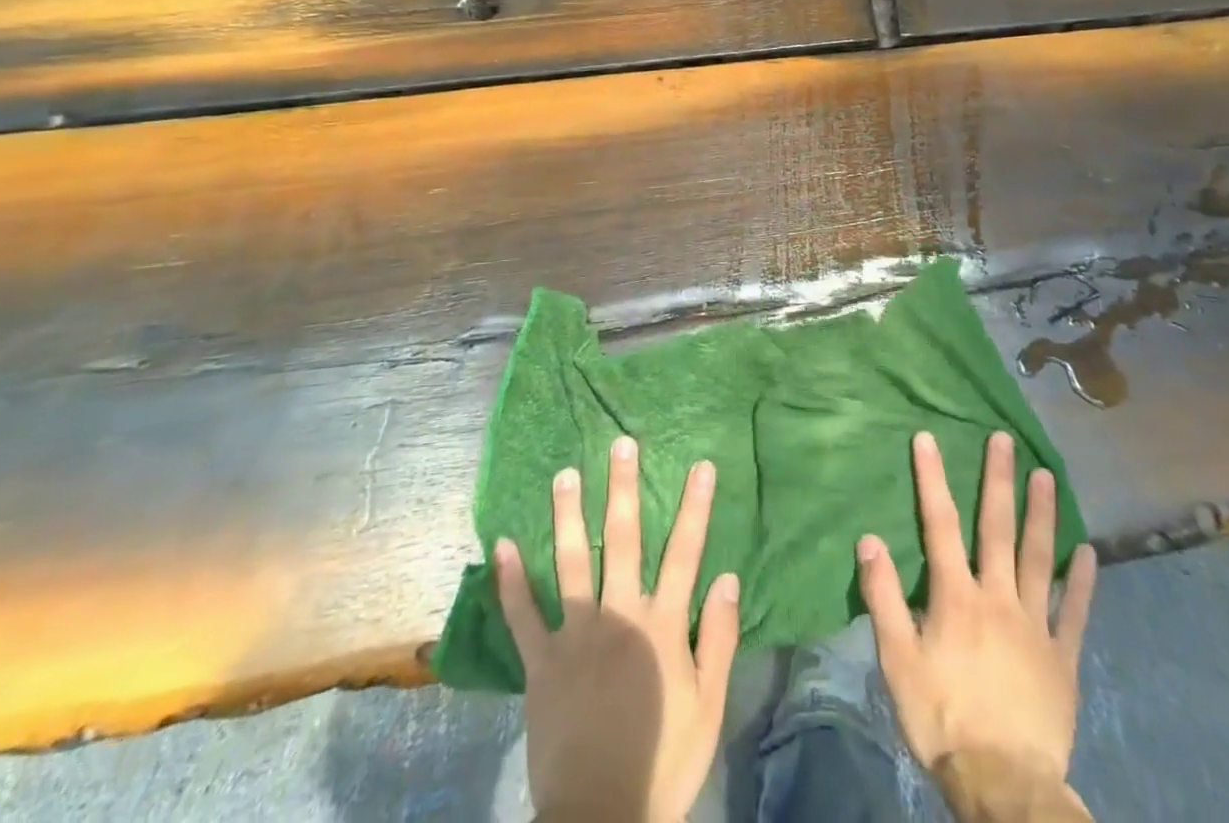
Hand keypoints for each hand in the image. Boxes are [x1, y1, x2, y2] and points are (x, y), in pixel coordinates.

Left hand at [495, 436, 740, 822]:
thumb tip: (726, 576)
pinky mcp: (541, 664)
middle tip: (620, 444)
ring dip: (569, 515)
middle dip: (624, 488)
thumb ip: (717, 639)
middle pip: (625, 540)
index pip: (685, 553)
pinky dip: (510, 581)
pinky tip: (502, 544)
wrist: (601, 822)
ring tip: (565, 474)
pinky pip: (522, 616)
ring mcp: (576, 636)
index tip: (701, 465)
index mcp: (662, 626)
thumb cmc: (663, 762)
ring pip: (573, 563)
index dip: (695, 507)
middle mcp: (620, 616)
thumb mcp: (708, 707)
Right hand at [858, 431, 1097, 794]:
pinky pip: (1073, 612)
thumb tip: (868, 539)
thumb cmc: (943, 719)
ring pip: (1038, 558)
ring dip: (1040, 514)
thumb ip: (883, 598)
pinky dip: (1080, 581)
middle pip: (996, 528)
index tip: (927, 438)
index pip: (939, 525)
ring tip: (1045, 475)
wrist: (1004, 787)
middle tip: (1004, 440)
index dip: (932, 479)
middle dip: (998, 480)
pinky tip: (1087, 552)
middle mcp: (997, 597)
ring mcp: (1035, 626)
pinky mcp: (1062, 659)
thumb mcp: (898, 662)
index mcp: (956, 597)